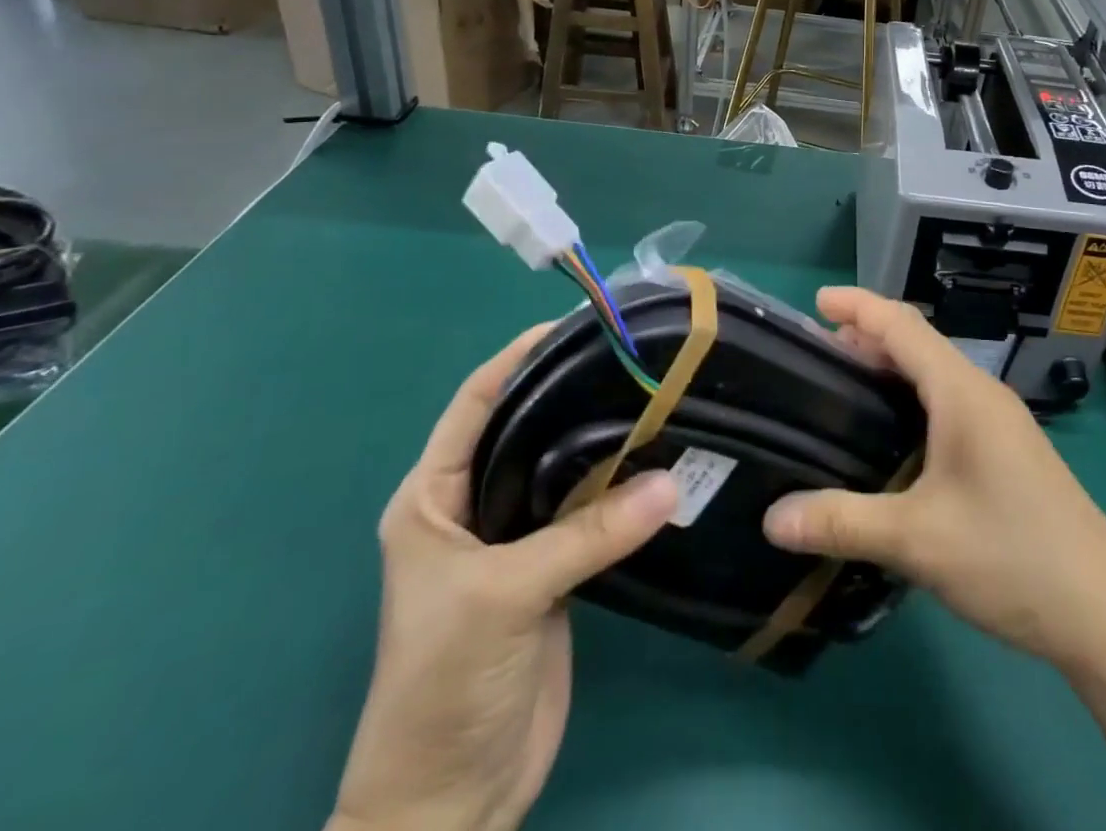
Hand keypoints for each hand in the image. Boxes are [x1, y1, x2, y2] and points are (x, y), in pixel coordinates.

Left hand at [331, 324, 679, 830]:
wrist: (451, 803)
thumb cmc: (442, 686)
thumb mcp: (505, 598)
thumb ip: (588, 535)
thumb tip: (672, 480)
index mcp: (432, 498)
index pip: (476, 404)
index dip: (517, 357)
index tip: (573, 323)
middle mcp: (472, 507)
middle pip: (526, 429)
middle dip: (571, 392)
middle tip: (633, 357)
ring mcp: (516, 540)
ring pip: (564, 470)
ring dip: (604, 442)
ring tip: (658, 398)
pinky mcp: (552, 572)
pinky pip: (589, 513)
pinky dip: (620, 488)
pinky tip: (659, 462)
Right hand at [762, 287, 1105, 673]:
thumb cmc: (1011, 557)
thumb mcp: (918, 541)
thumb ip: (842, 521)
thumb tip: (770, 518)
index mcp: (962, 393)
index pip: (903, 326)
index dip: (858, 306)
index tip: (815, 301)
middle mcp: (982, 393)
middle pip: (918, 343)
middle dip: (867, 336)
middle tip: (816, 352)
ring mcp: (1000, 421)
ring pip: (935, 374)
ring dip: (890, 368)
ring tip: (845, 385)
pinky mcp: (1007, 449)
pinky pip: (948, 401)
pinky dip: (911, 397)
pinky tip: (892, 434)